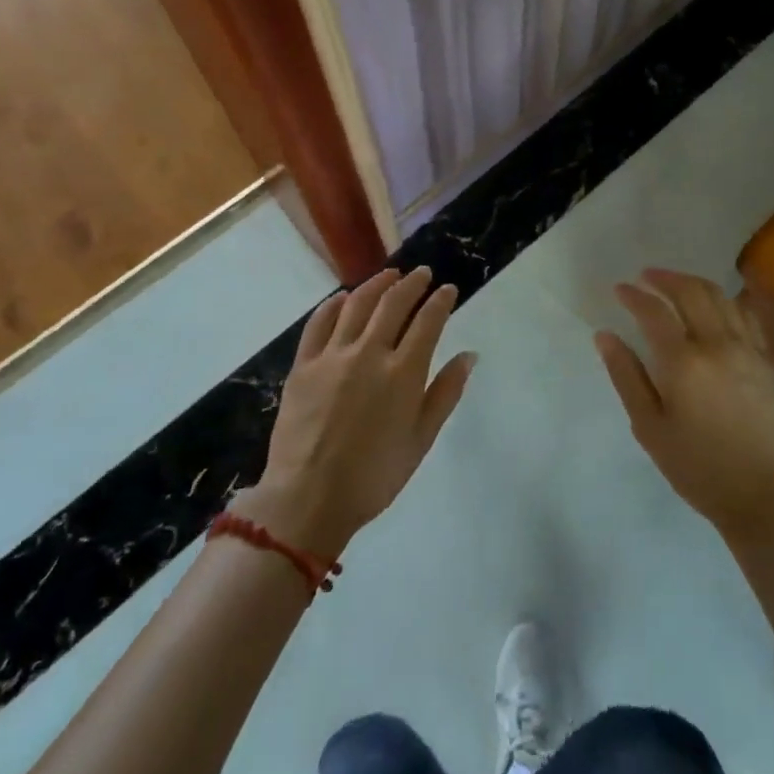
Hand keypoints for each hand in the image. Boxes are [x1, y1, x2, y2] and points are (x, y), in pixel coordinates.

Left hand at [240, 268, 475, 556]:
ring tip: (389, 275)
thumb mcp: (421, 439)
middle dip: (412, 284)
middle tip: (422, 274)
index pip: (428, 321)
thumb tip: (469, 355)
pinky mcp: (304, 365)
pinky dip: (334, 304)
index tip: (448, 289)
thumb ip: (446, 393)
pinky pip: (319, 323)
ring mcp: (333, 356)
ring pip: (357, 304)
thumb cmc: (374, 475)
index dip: (441, 301)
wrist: (308, 499)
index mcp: (403, 373)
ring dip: (376, 285)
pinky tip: (343, 297)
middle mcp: (370, 353)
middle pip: (393, 304)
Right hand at [596, 268, 773, 537]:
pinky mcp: (766, 360)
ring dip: (695, 282)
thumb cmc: (696, 466)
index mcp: (683, 361)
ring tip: (677, 284)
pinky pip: (746, 315)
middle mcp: (717, 344)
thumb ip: (626, 375)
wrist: (761, 494)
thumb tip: (605, 336)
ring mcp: (747, 349)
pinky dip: (727, 300)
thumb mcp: (649, 426)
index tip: (620, 289)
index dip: (634, 295)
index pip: (654, 312)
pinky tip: (717, 303)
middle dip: (665, 278)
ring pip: (721, 296)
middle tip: (646, 276)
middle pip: (691, 292)